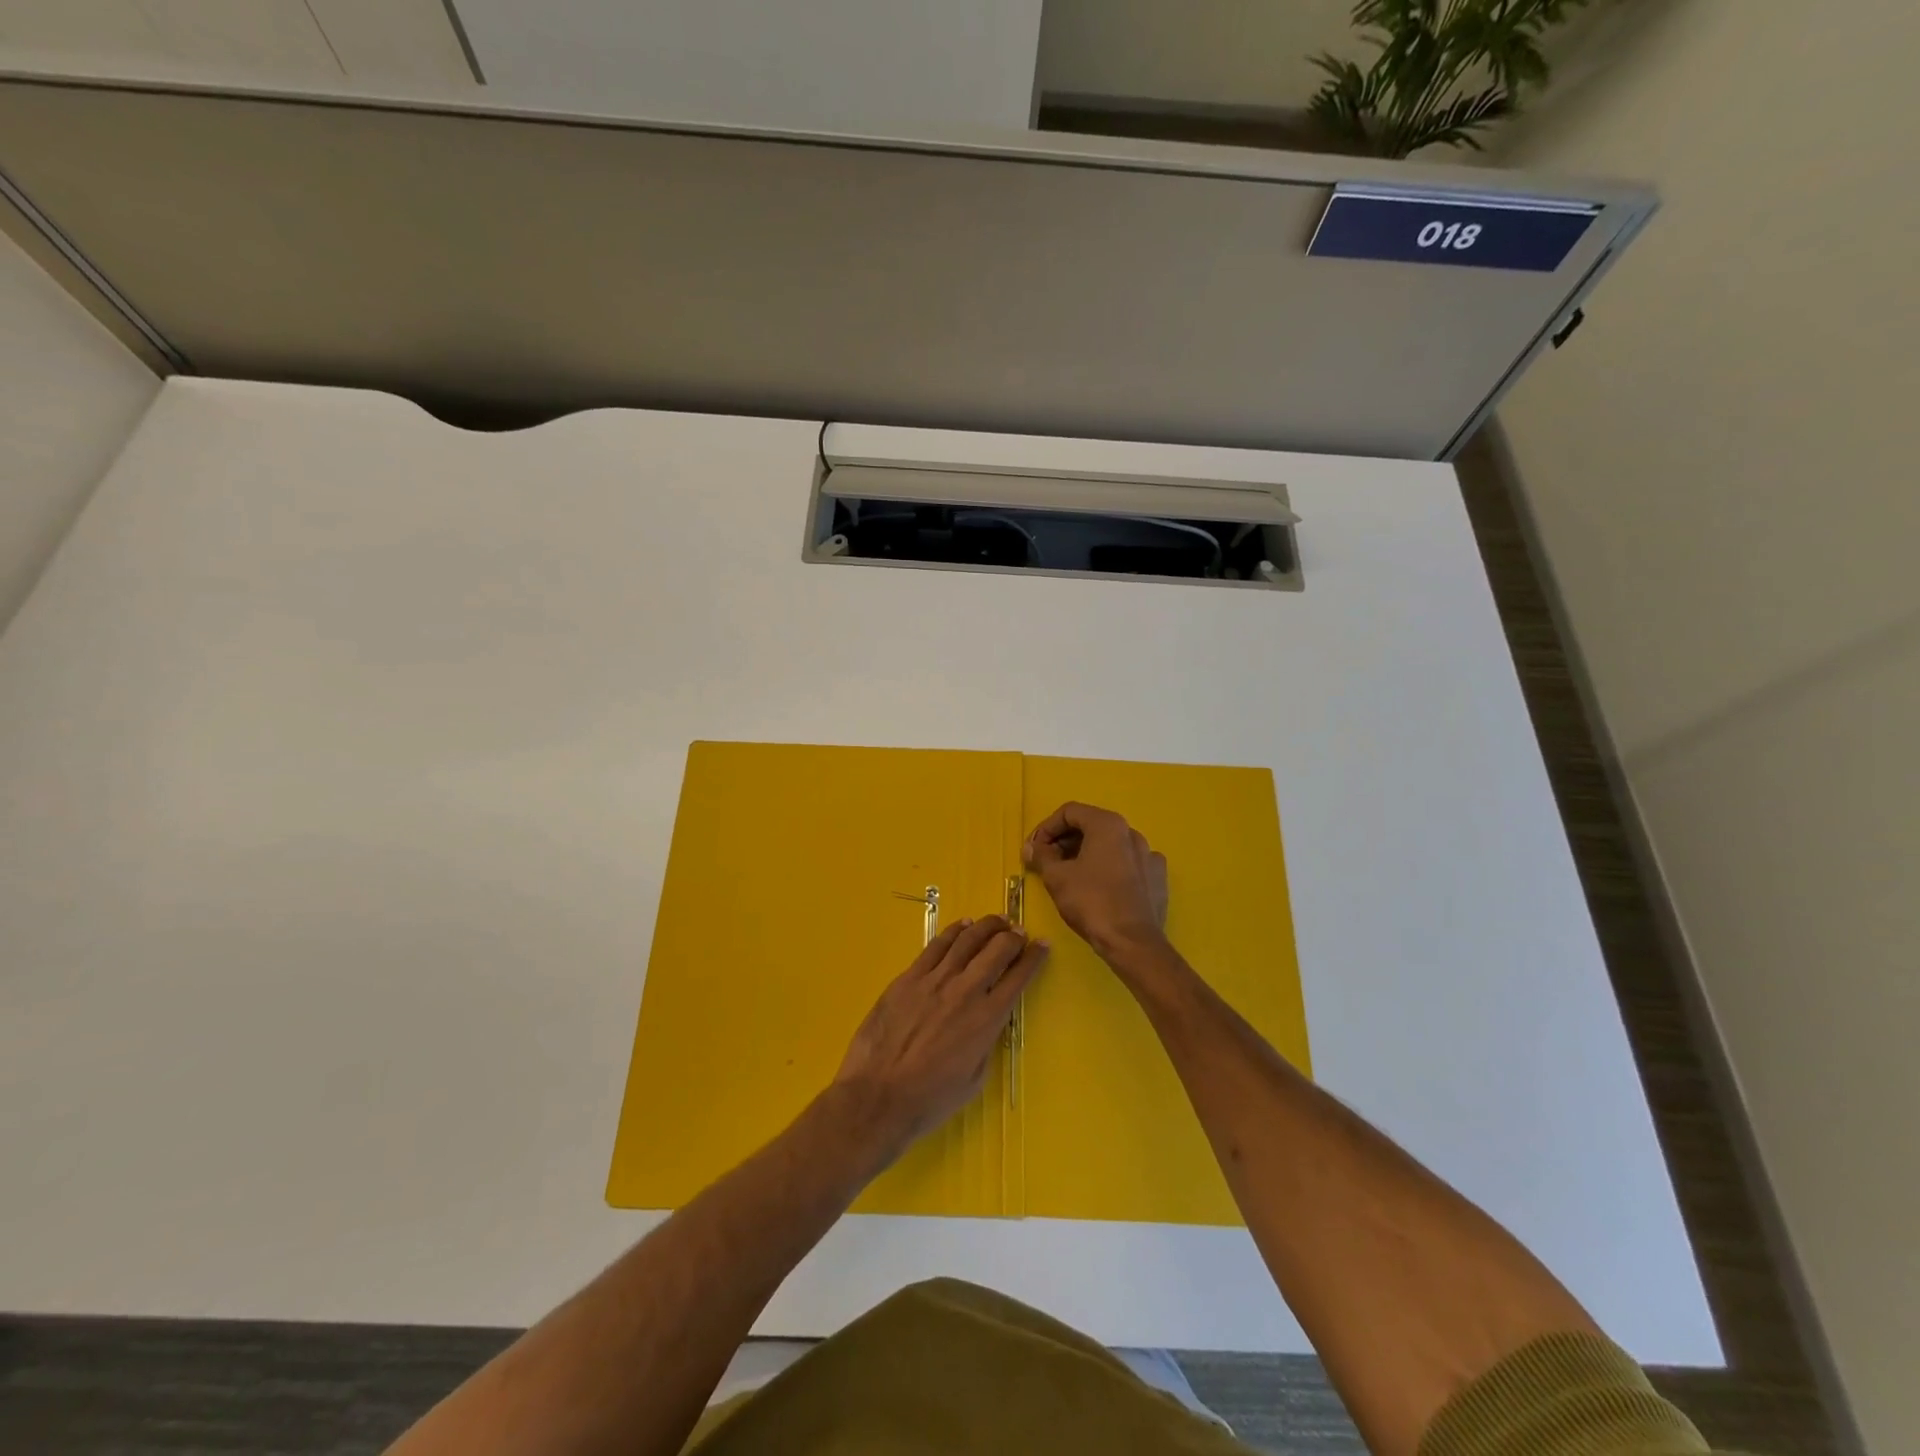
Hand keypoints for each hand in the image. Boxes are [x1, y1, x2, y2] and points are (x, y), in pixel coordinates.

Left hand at [831, 915, 1047, 1163]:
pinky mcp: (909, 977)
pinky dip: (954, 931)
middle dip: (1013, 936)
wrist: (879, 1095)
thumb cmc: (930, 1099)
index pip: (1018, 977)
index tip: (1042, 945)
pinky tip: (962, 926)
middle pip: (996, 949)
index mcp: (987, 1018)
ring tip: (997, 921)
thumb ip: (985, 1042)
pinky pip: (937, 945)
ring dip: (986, 926)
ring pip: (967, 940)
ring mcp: (935, 980)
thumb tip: (987, 1021)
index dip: (1034, 958)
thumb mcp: (975, 1078)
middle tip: (1019, 932)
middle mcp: (966, 991)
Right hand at [1023, 802, 1168, 960]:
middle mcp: (1131, 832)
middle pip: (1091, 826)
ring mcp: (1149, 854)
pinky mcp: (1158, 877)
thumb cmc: (1091, 902)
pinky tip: (1100, 887)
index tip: (1033, 849)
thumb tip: (1031, 847)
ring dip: (1086, 854)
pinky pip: (1128, 864)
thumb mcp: (1056, 877)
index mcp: (1108, 825)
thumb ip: (1041, 856)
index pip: (1069, 812)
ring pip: (1110, 845)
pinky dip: (1110, 868)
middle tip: (1047, 861)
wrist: (1133, 943)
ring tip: (1070, 875)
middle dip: (1064, 841)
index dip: (1046, 828)